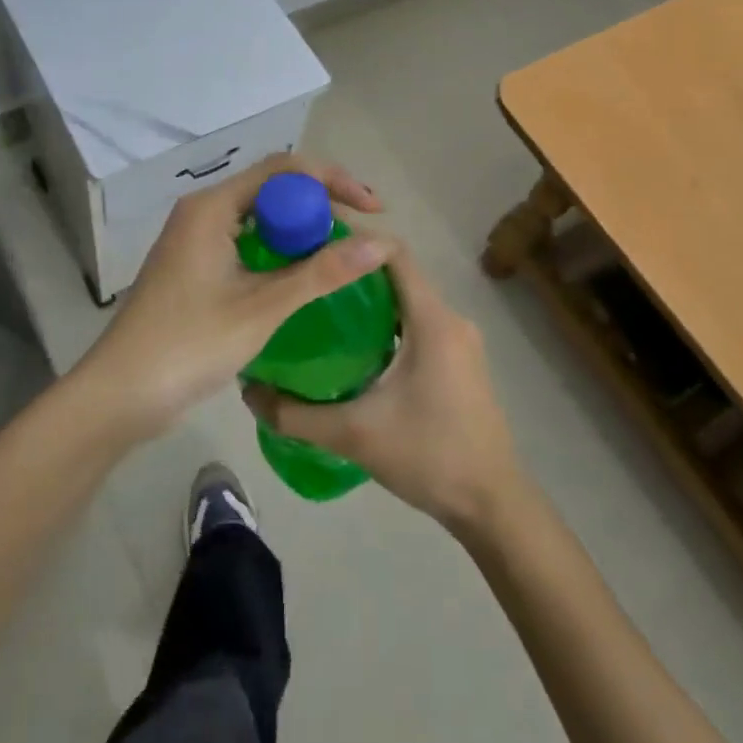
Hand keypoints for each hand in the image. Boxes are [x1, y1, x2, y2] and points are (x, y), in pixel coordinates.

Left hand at [80, 154, 388, 439]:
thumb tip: (382, 243)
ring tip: (343, 254)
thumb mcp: (261, 308)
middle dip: (321, 206)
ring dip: (303, 230)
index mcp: (212, 207)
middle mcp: (203, 211)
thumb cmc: (188, 345)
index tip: (372, 209)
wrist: (119, 395)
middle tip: (362, 236)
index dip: (333, 181)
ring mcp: (196, 239)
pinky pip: (248, 242)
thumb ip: (321, 273)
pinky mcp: (195, 265)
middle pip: (274, 189)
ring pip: (262, 218)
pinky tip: (305, 276)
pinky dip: (281, 252)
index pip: (284, 170)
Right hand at [243, 244, 522, 534]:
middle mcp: (451, 318)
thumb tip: (249, 393)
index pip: (394, 253)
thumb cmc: (430, 457)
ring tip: (321, 305)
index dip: (355, 238)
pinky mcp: (461, 360)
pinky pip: (419, 322)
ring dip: (370, 297)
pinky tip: (354, 345)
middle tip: (307, 273)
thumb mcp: (354, 435)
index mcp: (433, 319)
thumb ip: (296, 415)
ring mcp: (460, 340)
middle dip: (354, 268)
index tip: (312, 239)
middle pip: (399, 273)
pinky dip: (387, 320)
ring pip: (409, 299)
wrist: (493, 504)